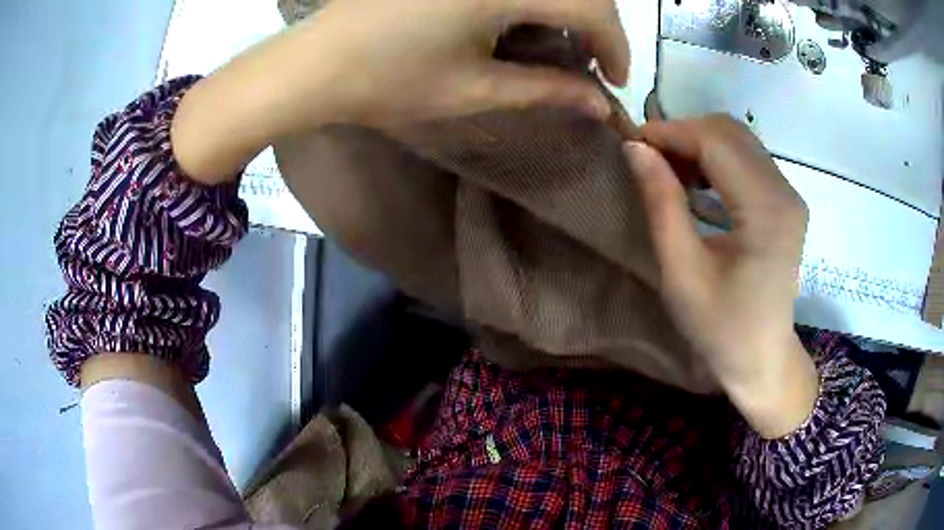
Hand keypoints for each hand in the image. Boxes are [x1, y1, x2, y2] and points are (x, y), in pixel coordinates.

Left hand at [274, 0, 629, 130]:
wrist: (316, 62)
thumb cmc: (387, 82)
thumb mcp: (473, 90)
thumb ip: (545, 90)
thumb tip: (599, 102)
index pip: (591, 6)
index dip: (615, 44)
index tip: (616, 78)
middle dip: (598, 23)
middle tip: (592, 61)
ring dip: (568, 6)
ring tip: (563, 42)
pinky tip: (526, 17)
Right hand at [624, 115, 817, 437]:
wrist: (762, 360)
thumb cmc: (721, 328)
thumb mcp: (682, 272)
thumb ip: (662, 203)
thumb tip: (634, 148)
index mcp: (766, 210)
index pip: (716, 141)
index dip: (670, 132)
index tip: (631, 143)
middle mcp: (784, 192)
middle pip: (730, 132)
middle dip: (683, 134)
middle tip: (648, 158)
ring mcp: (788, 195)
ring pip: (739, 141)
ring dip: (698, 144)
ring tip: (668, 170)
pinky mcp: (785, 202)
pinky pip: (747, 159)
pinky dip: (716, 159)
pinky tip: (695, 181)